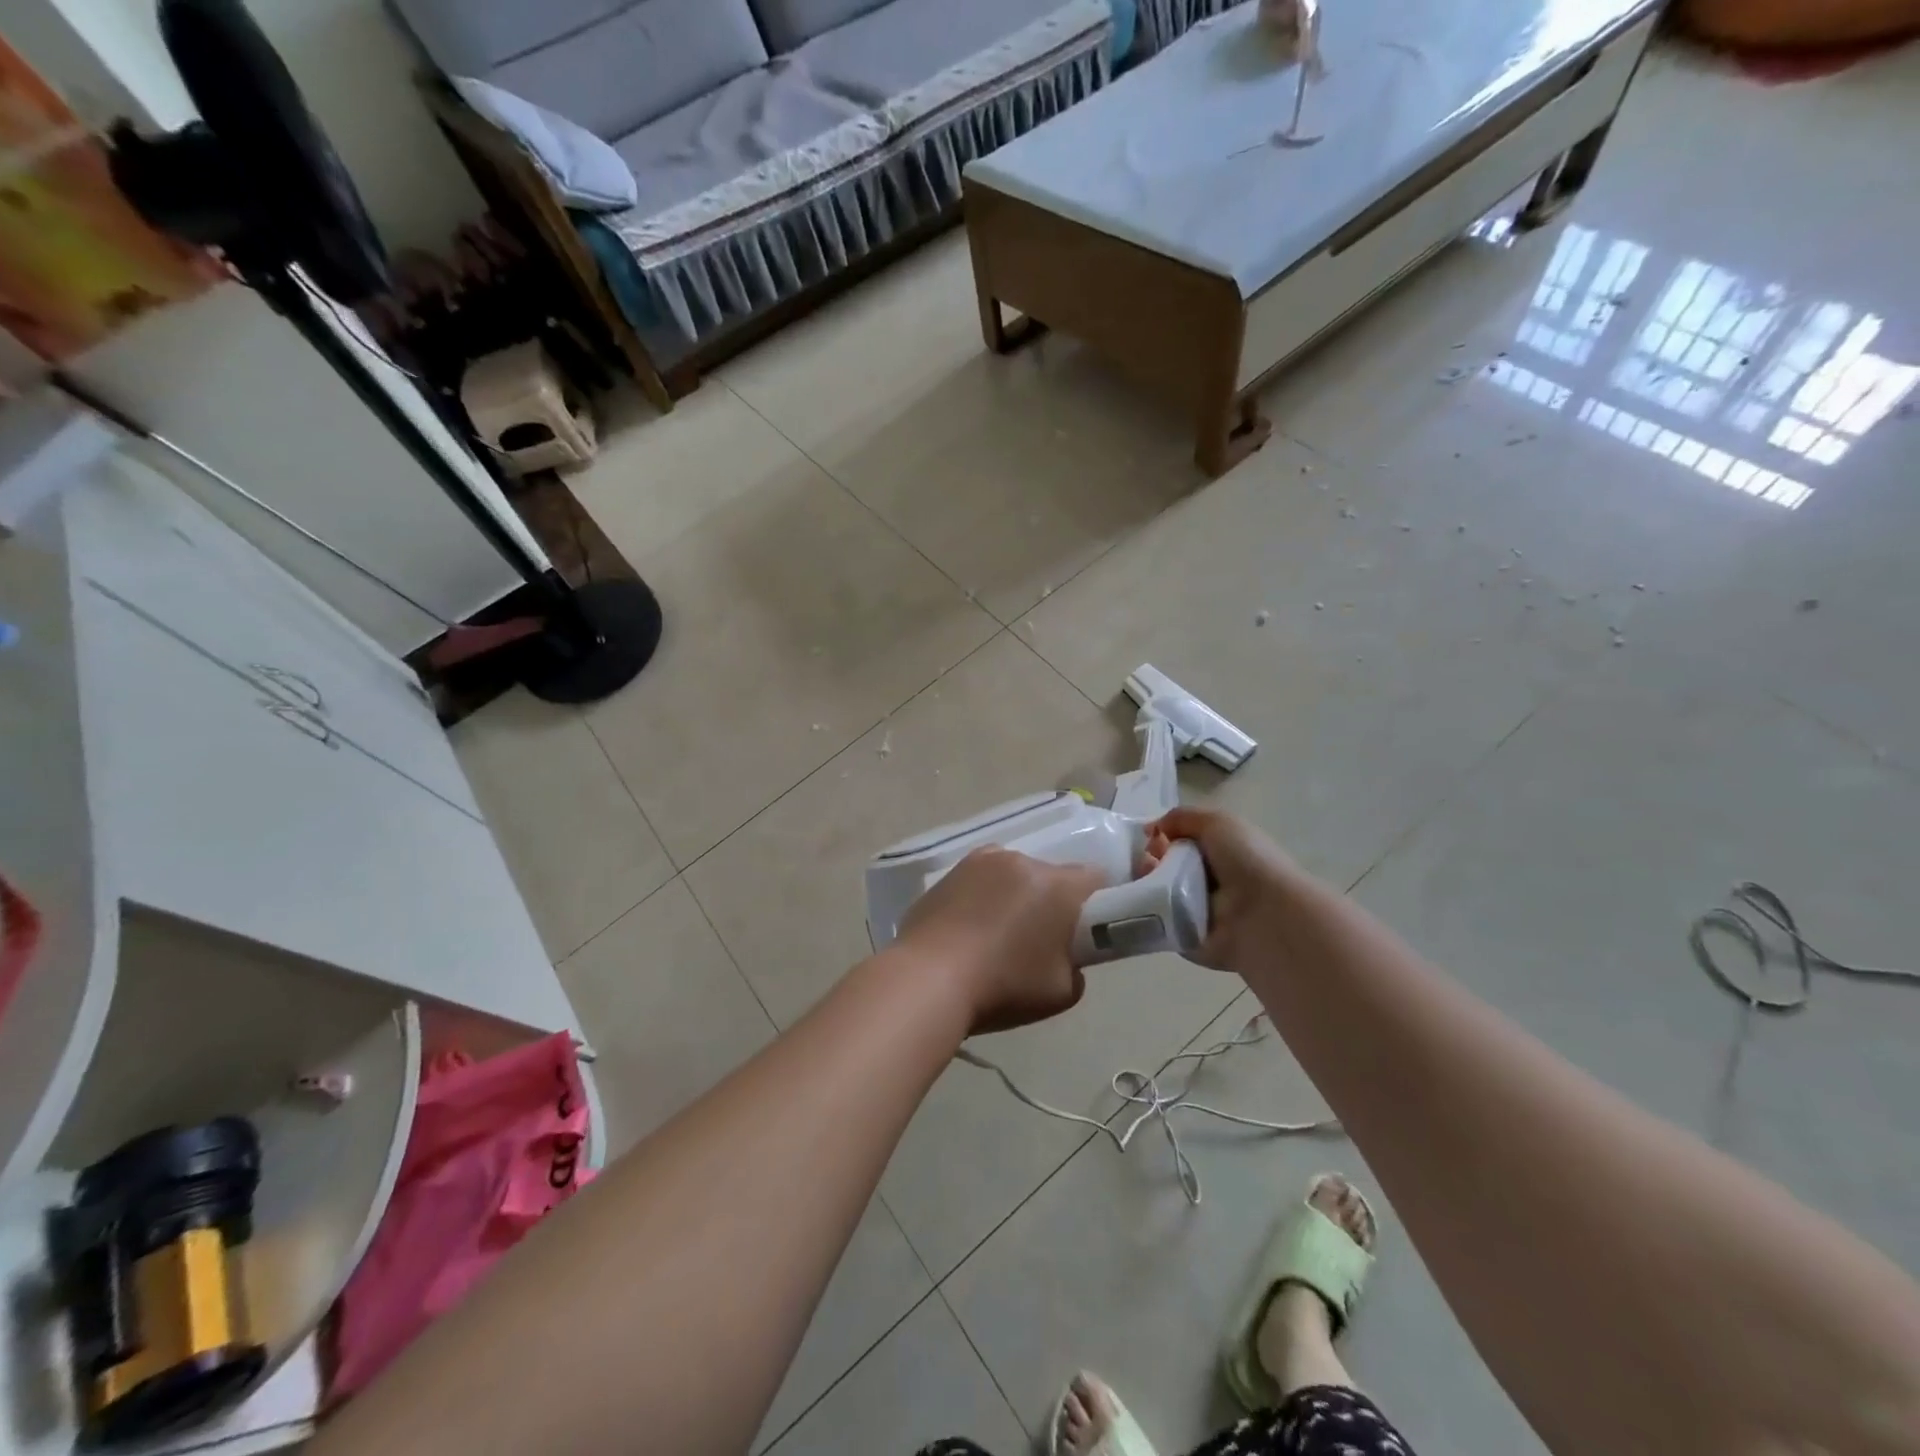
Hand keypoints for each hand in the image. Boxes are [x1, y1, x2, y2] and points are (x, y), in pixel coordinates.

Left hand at [897, 848, 1105, 1034]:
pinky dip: (983, 897)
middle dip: (1051, 901)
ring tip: (996, 935)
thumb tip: (1065, 956)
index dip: (1097, 903)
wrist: (928, 980)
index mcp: (1057, 885)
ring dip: (1015, 895)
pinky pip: (981, 879)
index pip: (1095, 878)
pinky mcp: (949, 871)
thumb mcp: (1063, 992)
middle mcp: (1021, 861)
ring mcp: (981, 861)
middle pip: (1050, 875)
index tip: (1085, 930)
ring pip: (1013, 874)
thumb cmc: (1003, 987)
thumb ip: (1076, 966)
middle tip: (1038, 940)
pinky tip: (968, 929)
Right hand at [1147, 807, 1305, 972]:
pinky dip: (1143, 911)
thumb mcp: (1218, 822)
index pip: (1176, 842)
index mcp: (1217, 853)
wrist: (1265, 915)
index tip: (1150, 840)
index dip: (1160, 838)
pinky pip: (1154, 921)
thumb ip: (1181, 818)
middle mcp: (1205, 880)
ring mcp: (1193, 910)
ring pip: (1154, 892)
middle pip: (1161, 866)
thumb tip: (1150, 829)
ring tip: (1145, 881)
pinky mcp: (1183, 936)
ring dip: (1144, 883)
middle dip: (1147, 860)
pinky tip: (1142, 902)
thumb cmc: (1246, 862)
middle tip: (1146, 862)